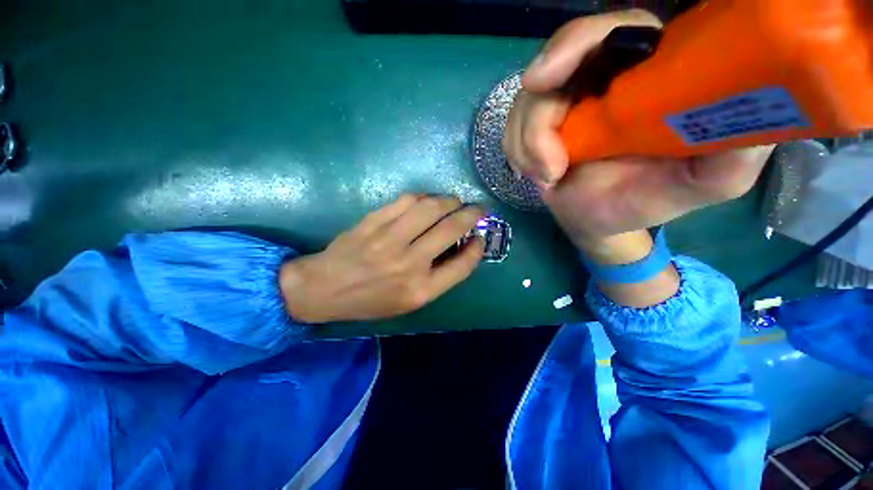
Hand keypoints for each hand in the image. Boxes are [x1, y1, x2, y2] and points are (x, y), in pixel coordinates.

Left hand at [279, 195, 484, 322]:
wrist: (324, 289)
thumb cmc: (370, 300)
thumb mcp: (408, 302)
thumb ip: (437, 278)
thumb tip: (459, 248)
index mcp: (420, 290)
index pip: (462, 265)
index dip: (477, 248)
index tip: (480, 238)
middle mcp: (409, 264)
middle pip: (451, 229)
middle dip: (471, 214)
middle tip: (477, 209)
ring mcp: (390, 239)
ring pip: (431, 208)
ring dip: (449, 200)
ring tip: (454, 201)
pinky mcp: (373, 222)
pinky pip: (406, 200)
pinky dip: (424, 197)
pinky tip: (427, 200)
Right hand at [503, 9, 773, 244]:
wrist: (602, 221)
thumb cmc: (650, 198)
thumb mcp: (708, 181)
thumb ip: (734, 151)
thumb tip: (757, 114)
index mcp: (646, 73)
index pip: (611, 30)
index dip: (576, 42)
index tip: (546, 78)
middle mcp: (600, 78)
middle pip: (554, 61)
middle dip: (538, 110)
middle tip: (545, 158)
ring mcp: (563, 103)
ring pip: (525, 102)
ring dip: (528, 146)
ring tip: (549, 178)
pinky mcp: (535, 128)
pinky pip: (512, 130)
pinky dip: (518, 154)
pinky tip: (539, 176)